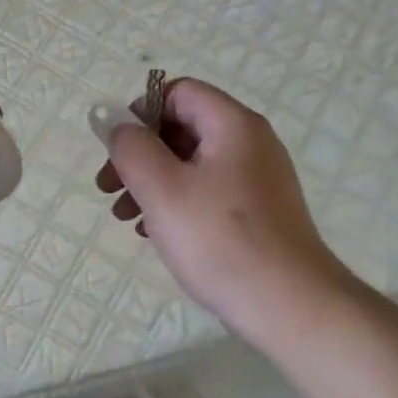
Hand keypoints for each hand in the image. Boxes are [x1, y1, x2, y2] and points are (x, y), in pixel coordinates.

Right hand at [93, 78, 348, 347]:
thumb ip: (130, 147)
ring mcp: (258, 179)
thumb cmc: (220, 240)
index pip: (178, 92)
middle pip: (182, 128)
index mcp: (233, 125)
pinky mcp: (259, 213)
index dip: (139, 113)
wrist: (289, 305)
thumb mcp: (162, 188)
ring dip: (152, 183)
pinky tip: (155, 234)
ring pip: (192, 165)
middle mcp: (251, 143)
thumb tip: (112, 119)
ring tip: (125, 217)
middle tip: (108, 189)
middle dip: (140, 154)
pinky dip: (177, 204)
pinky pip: (208, 193)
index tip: (115, 151)